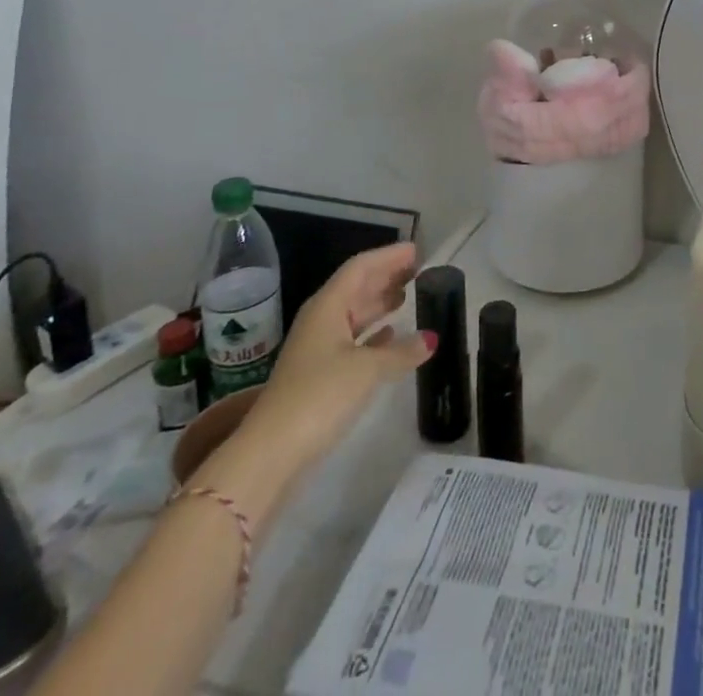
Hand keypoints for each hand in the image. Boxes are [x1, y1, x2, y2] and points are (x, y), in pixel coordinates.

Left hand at [243, 243, 435, 473]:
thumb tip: (430, 338)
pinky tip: (391, 335)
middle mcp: (320, 320)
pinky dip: (373, 333)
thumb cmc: (319, 396)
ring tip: (408, 295)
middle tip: (418, 269)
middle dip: (385, 276)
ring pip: (354, 314)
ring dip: (379, 303)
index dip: (388, 256)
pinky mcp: (318, 375)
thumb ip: (400, 351)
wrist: (271, 452)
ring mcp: (317, 348)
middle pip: (356, 287)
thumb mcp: (367, 369)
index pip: (360, 268)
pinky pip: (351, 340)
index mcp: (328, 306)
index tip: (416, 250)